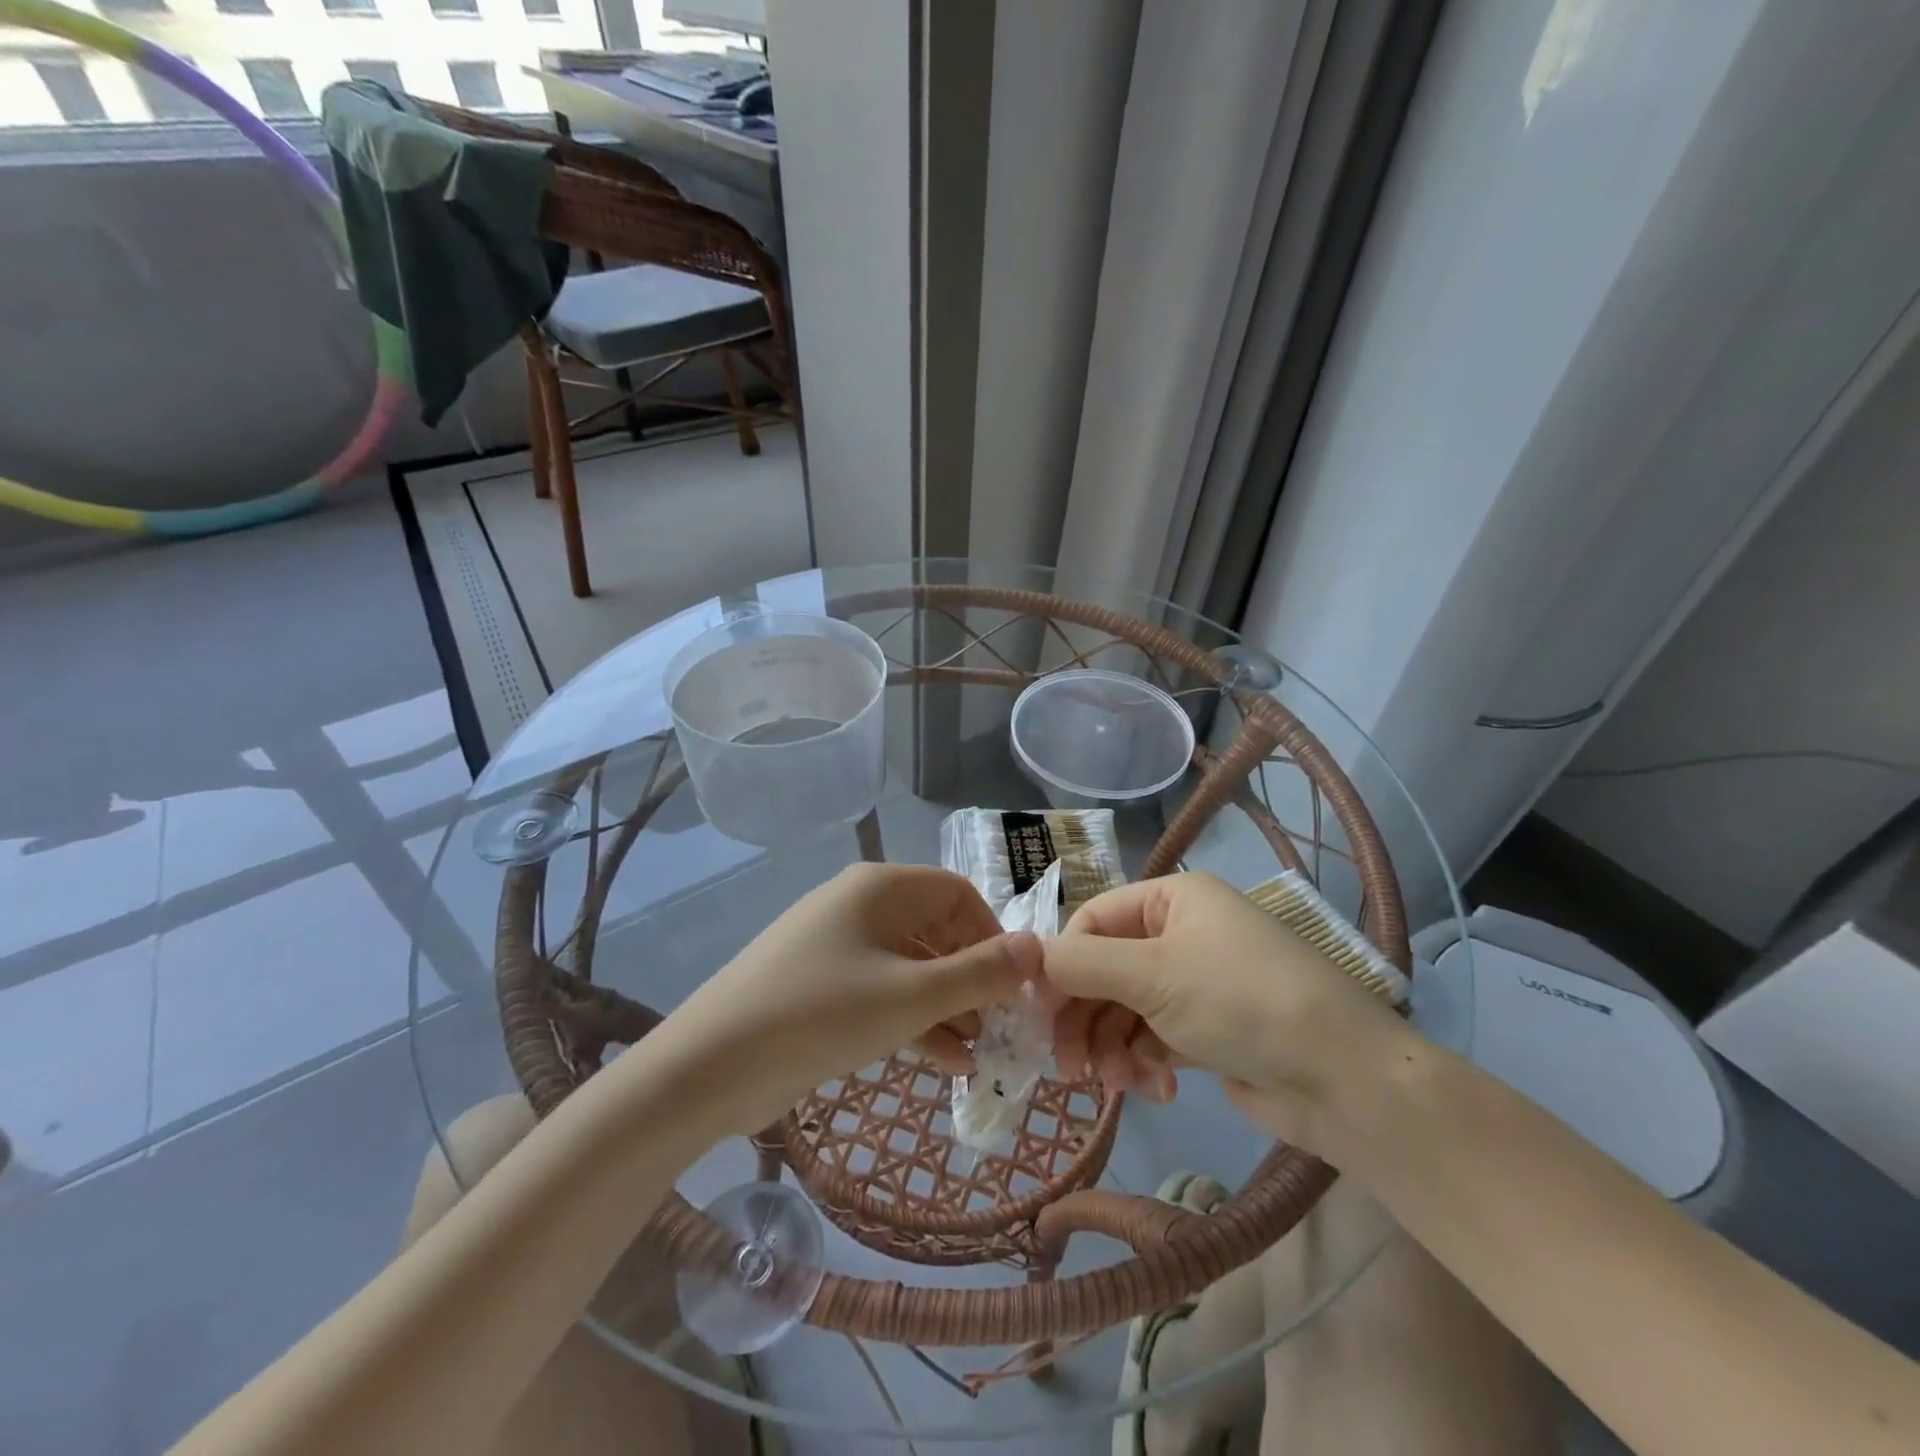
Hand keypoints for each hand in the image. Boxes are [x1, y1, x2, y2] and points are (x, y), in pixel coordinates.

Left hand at [664, 863, 1041, 1133]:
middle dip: (972, 978)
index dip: (992, 936)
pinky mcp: (820, 985)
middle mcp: (859, 906)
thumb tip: (1038, 948)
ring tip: (979, 1054)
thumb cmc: (821, 1014)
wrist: (710, 1065)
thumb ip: (980, 973)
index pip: (957, 894)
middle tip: (1001, 1027)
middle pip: (935, 930)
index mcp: (880, 888)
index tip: (1015, 986)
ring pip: (910, 965)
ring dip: (947, 1005)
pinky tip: (944, 1063)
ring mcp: (836, 946)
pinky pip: (881, 991)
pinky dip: (914, 1020)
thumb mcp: (911, 995)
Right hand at [1043, 872, 1409, 1147]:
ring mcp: (1196, 982)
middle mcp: (1182, 932)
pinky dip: (1145, 1063)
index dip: (1062, 964)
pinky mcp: (1208, 1029)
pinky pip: (1153, 1037)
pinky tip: (1157, 1089)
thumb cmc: (1241, 1001)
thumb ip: (1081, 964)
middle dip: (1085, 1017)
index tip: (1038, 1013)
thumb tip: (1024, 957)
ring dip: (1112, 1046)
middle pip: (1106, 969)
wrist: (1343, 1079)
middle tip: (1066, 1066)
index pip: (1093, 921)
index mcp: (1172, 899)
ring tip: (1116, 1083)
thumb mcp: (1153, 975)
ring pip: (1125, 1009)